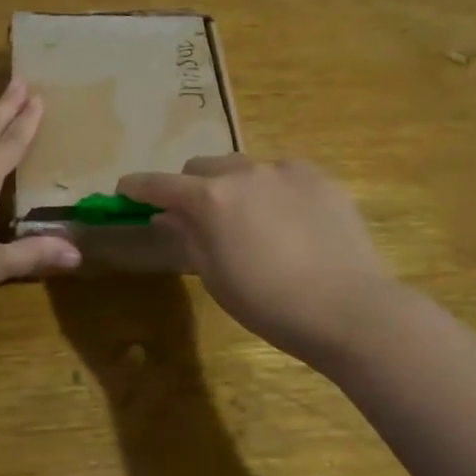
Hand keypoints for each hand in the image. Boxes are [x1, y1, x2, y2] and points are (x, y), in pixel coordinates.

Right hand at [119, 155, 396, 369]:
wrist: (350, 308)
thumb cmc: (270, 303)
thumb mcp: (215, 277)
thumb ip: (187, 237)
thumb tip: (168, 215)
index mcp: (210, 199)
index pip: (159, 184)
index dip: (137, 187)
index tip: (125, 191)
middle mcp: (243, 172)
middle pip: (202, 166)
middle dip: (191, 186)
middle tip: (199, 216)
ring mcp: (285, 170)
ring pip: (244, 167)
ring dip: (235, 186)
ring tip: (252, 219)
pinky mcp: (319, 177)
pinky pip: (283, 174)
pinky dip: (274, 189)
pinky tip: (291, 221)